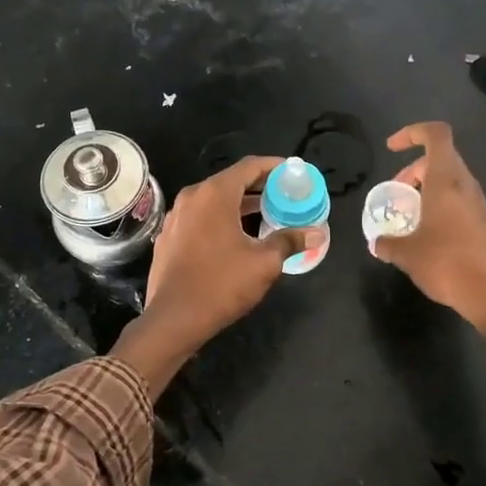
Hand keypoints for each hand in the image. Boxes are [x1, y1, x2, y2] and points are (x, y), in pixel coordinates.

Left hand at [139, 155, 304, 351]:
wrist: (173, 319)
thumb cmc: (221, 284)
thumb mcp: (264, 263)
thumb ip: (289, 241)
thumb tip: (316, 233)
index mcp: (214, 194)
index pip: (249, 166)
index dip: (274, 166)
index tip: (293, 172)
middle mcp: (192, 198)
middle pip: (231, 181)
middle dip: (259, 187)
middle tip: (285, 196)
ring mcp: (176, 217)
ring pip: (214, 201)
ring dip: (240, 205)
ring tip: (266, 216)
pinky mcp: (169, 237)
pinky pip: (200, 218)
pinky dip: (221, 219)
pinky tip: (236, 238)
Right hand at [373, 123, 485, 337]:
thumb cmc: (446, 264)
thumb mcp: (406, 254)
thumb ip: (387, 243)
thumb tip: (377, 242)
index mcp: (446, 180)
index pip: (435, 134)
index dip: (412, 132)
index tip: (391, 149)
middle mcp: (465, 185)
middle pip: (440, 157)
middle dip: (412, 169)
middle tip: (395, 192)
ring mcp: (478, 204)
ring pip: (449, 180)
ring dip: (425, 188)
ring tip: (407, 215)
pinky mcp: (483, 222)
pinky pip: (457, 200)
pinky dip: (438, 205)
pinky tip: (425, 234)